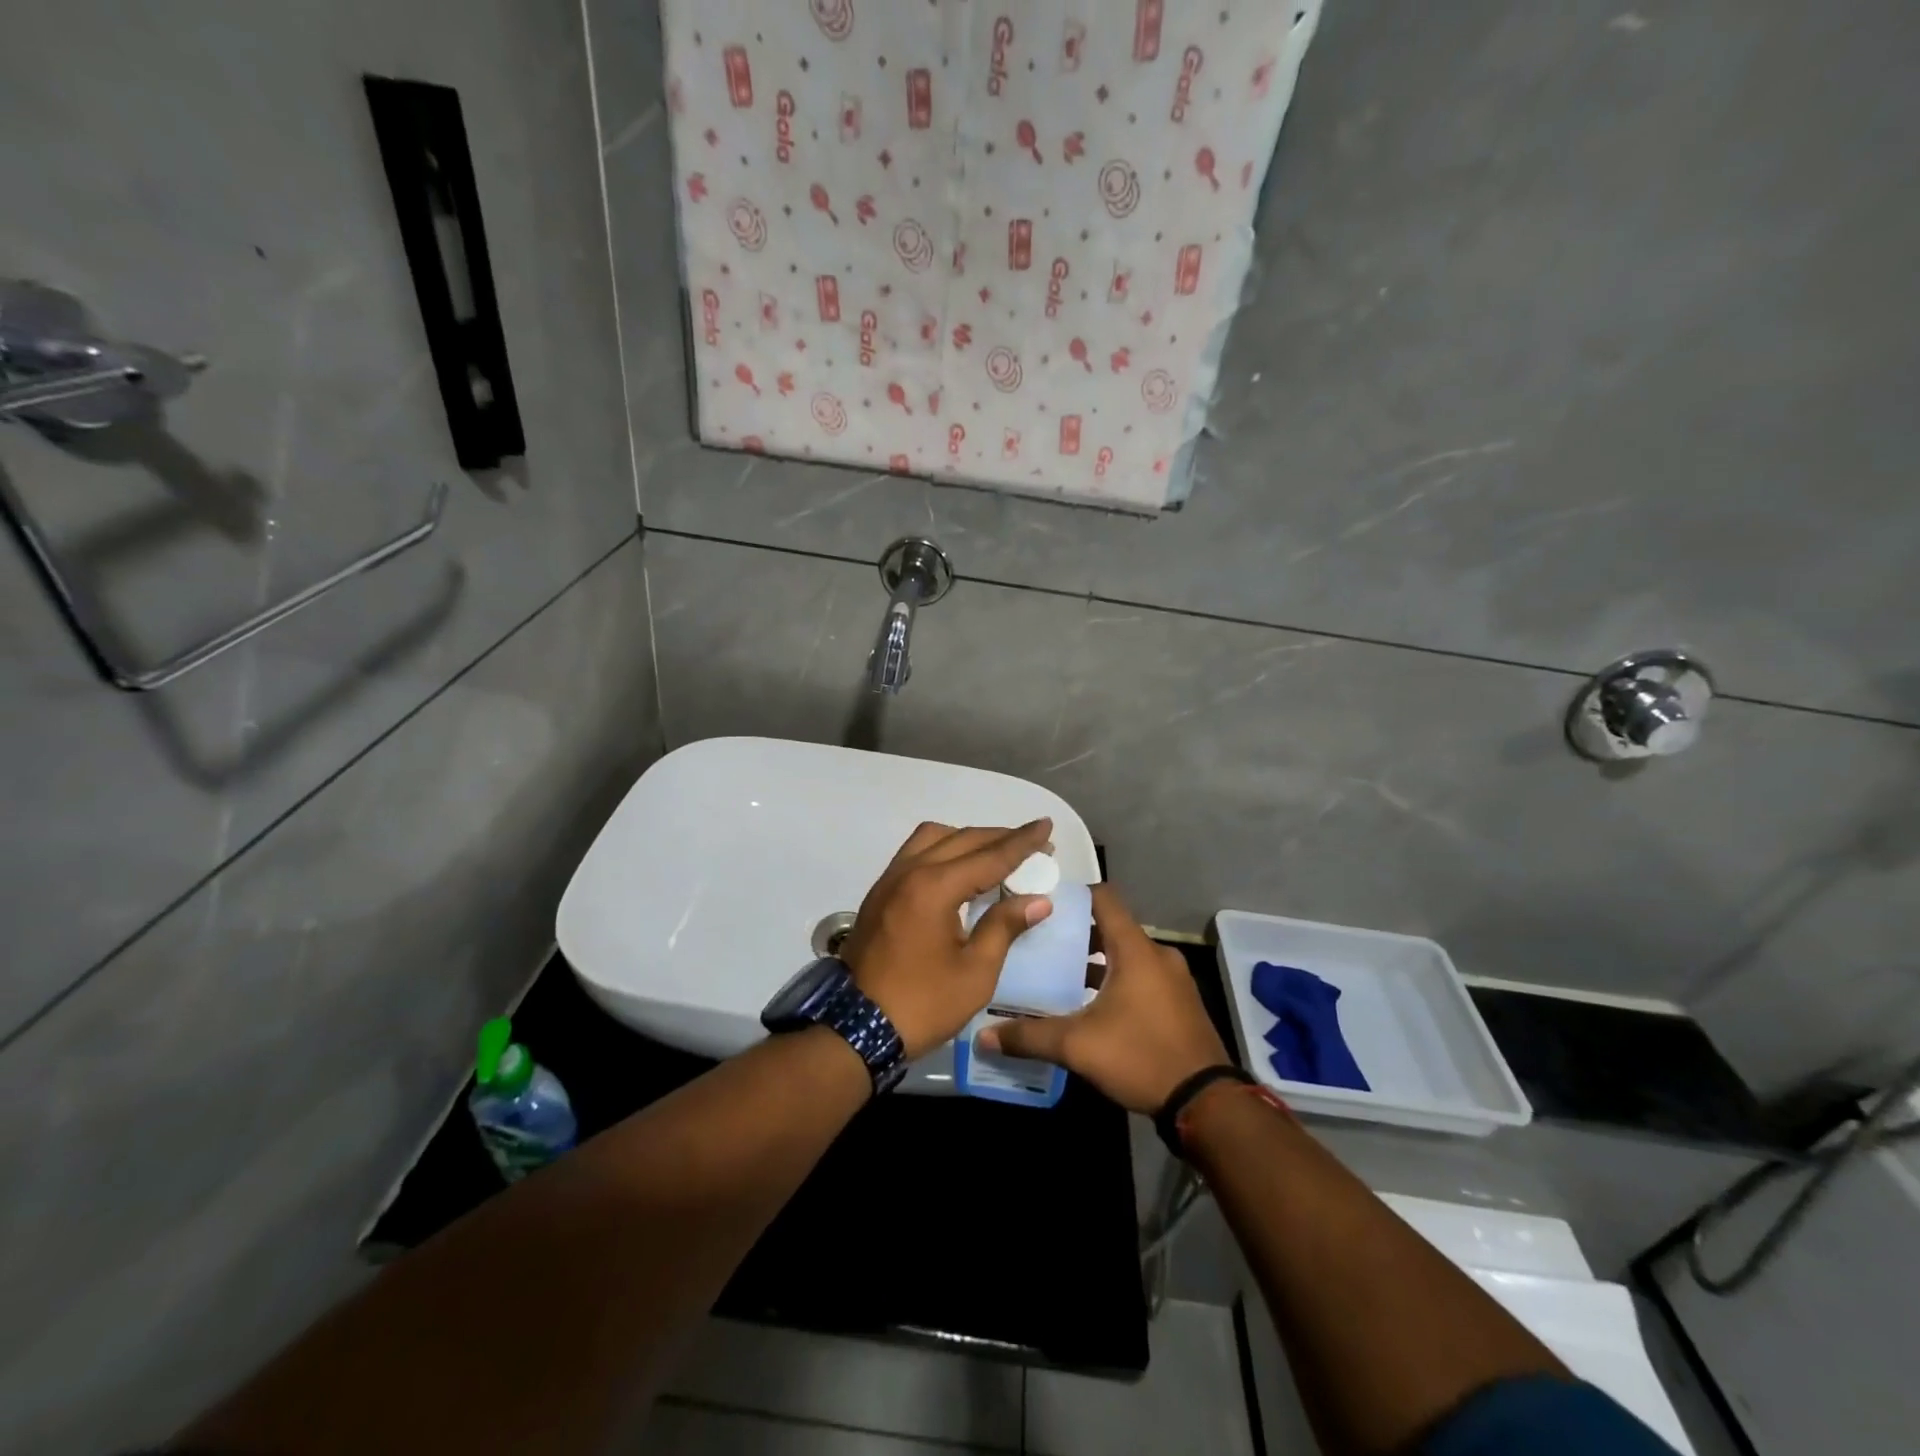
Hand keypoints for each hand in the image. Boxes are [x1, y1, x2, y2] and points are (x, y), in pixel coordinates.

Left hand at [839, 820, 1054, 1059]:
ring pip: (933, 838)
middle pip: (962, 839)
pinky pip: (915, 853)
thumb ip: (1004, 927)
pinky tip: (960, 869)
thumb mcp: (975, 973)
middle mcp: (910, 871)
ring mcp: (889, 880)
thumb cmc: (923, 1004)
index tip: (1046, 825)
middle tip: (1032, 842)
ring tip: (996, 853)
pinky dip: (943, 849)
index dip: (1022, 842)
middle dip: (1000, 837)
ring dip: (967, 838)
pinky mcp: (880, 893)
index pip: (989, 856)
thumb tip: (1037, 900)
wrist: (856, 1029)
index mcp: (935, 888)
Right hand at [978, 885, 1229, 1112]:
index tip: (1042, 902)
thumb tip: (983, 1036)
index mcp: (1134, 949)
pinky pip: (1142, 976)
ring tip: (1060, 975)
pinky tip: (1093, 1005)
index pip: (1104, 897)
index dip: (1074, 894)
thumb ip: (1029, 1037)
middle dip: (1077, 933)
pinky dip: (1117, 979)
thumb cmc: (1141, 1056)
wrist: (1206, 1102)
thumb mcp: (1078, 1046)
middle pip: (1112, 927)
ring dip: (1097, 961)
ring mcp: (1174, 979)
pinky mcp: (1181, 1002)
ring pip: (1127, 955)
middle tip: (1040, 943)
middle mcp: (1157, 954)